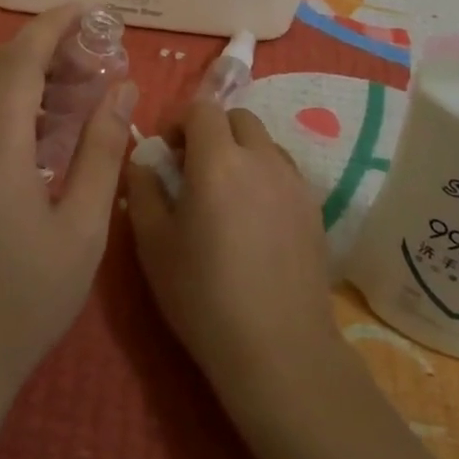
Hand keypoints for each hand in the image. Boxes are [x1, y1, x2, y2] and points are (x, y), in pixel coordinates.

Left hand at [0, 5, 136, 414]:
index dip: (50, 27)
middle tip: (80, 57)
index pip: (17, 62)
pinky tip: (23, 126)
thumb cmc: (27, 302)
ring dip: (8, 70)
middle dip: (33, 46)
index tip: (84, 11)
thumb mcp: (83, 230)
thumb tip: (121, 88)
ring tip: (57, 86)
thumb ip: (102, 151)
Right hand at [126, 101, 342, 394]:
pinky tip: (253, 219)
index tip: (166, 154)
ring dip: (240, 151)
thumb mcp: (153, 244)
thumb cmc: (204, 296)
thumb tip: (143, 161)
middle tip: (193, 169)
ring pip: (265, 142)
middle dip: (212, 131)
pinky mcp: (314, 208)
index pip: (202, 108)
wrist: (278, 349)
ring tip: (225, 195)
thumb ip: (143, 190)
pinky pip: (284, 171)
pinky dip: (264, 175)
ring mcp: (294, 182)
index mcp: (219, 161)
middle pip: (238, 117)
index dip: (179, 122)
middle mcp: (262, 159)